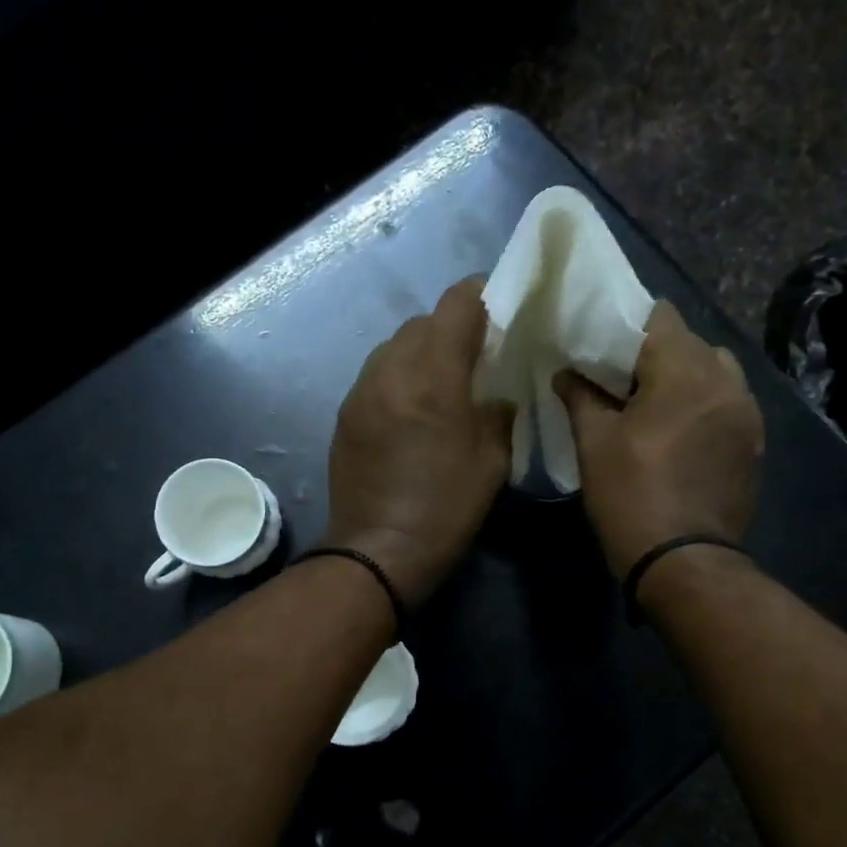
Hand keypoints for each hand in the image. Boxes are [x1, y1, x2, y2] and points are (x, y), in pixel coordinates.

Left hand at [323, 279, 513, 602]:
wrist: (377, 551)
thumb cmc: (445, 509)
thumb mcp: (492, 463)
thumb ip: (497, 414)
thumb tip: (494, 397)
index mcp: (434, 377)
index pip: (457, 304)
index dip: (483, 295)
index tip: (501, 308)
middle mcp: (391, 371)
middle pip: (423, 321)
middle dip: (452, 326)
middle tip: (476, 353)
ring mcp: (361, 390)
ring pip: (395, 345)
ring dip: (422, 350)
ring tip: (442, 380)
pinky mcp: (345, 413)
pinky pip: (377, 374)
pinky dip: (399, 376)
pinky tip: (412, 407)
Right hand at [554, 302, 765, 578]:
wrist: (683, 561)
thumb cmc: (630, 495)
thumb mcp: (594, 444)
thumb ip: (581, 396)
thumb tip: (566, 372)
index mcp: (685, 372)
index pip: (660, 317)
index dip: (627, 323)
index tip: (601, 343)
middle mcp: (726, 381)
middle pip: (690, 341)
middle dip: (654, 352)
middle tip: (620, 377)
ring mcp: (747, 412)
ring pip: (714, 370)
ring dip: (684, 376)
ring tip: (654, 404)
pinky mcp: (755, 441)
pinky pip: (728, 402)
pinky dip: (703, 403)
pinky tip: (679, 432)